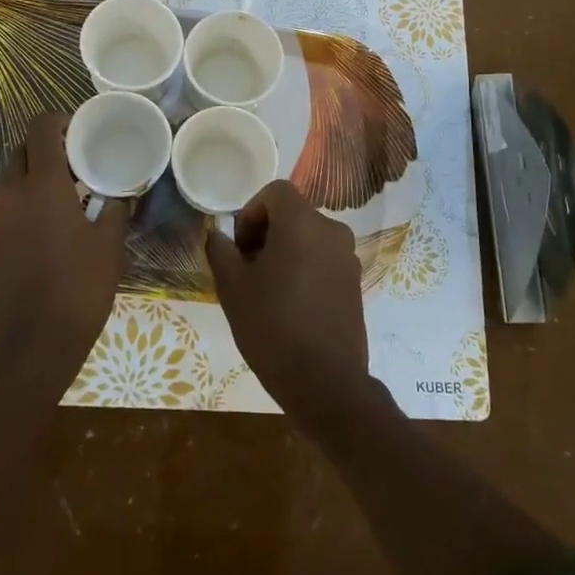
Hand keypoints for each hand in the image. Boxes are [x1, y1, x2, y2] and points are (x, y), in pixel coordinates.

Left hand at [0, 112, 129, 385]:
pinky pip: (2, 208)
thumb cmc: (78, 289)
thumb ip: (115, 209)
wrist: (30, 346)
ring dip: (32, 178)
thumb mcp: (109, 247)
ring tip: (62, 199)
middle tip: (75, 166)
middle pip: (21, 151)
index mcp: (41, 185)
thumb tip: (120, 194)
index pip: (41, 128)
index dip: (59, 121)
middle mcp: (9, 193)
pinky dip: (21, 205)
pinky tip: (44, 230)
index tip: (80, 132)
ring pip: (9, 180)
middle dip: (46, 150)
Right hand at [205, 180, 368, 418]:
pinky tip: (290, 304)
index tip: (239, 246)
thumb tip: (219, 235)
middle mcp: (332, 231)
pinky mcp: (355, 283)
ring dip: (284, 251)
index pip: (275, 192)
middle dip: (265, 233)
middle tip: (246, 268)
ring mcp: (348, 258)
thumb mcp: (232, 287)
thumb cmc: (272, 326)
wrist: (325, 382)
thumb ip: (221, 251)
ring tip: (266, 289)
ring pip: (308, 238)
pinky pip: (323, 259)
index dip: (251, 212)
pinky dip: (304, 268)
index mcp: (302, 223)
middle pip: (293, 214)